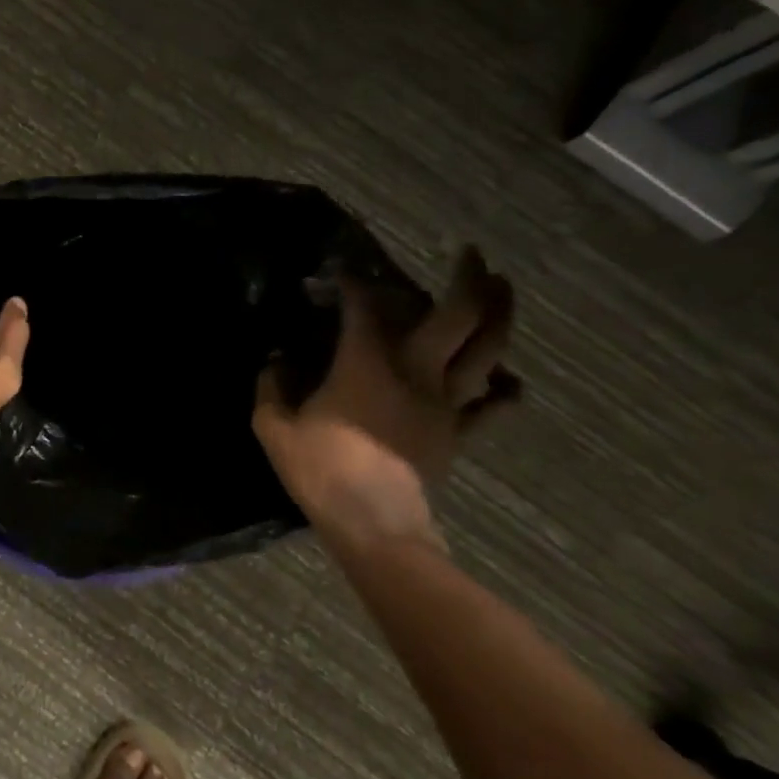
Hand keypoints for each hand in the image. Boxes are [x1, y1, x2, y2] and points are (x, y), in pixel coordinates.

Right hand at [253, 247, 517, 555]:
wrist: (373, 524)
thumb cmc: (321, 471)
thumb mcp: (274, 428)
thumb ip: (271, 388)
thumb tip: (275, 361)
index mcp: (367, 364)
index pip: (364, 308)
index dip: (354, 284)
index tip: (342, 273)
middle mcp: (416, 372)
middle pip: (458, 315)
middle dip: (468, 279)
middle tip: (471, 254)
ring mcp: (446, 402)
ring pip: (488, 350)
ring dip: (501, 314)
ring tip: (503, 288)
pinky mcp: (459, 432)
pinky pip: (494, 406)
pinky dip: (506, 389)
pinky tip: (508, 379)